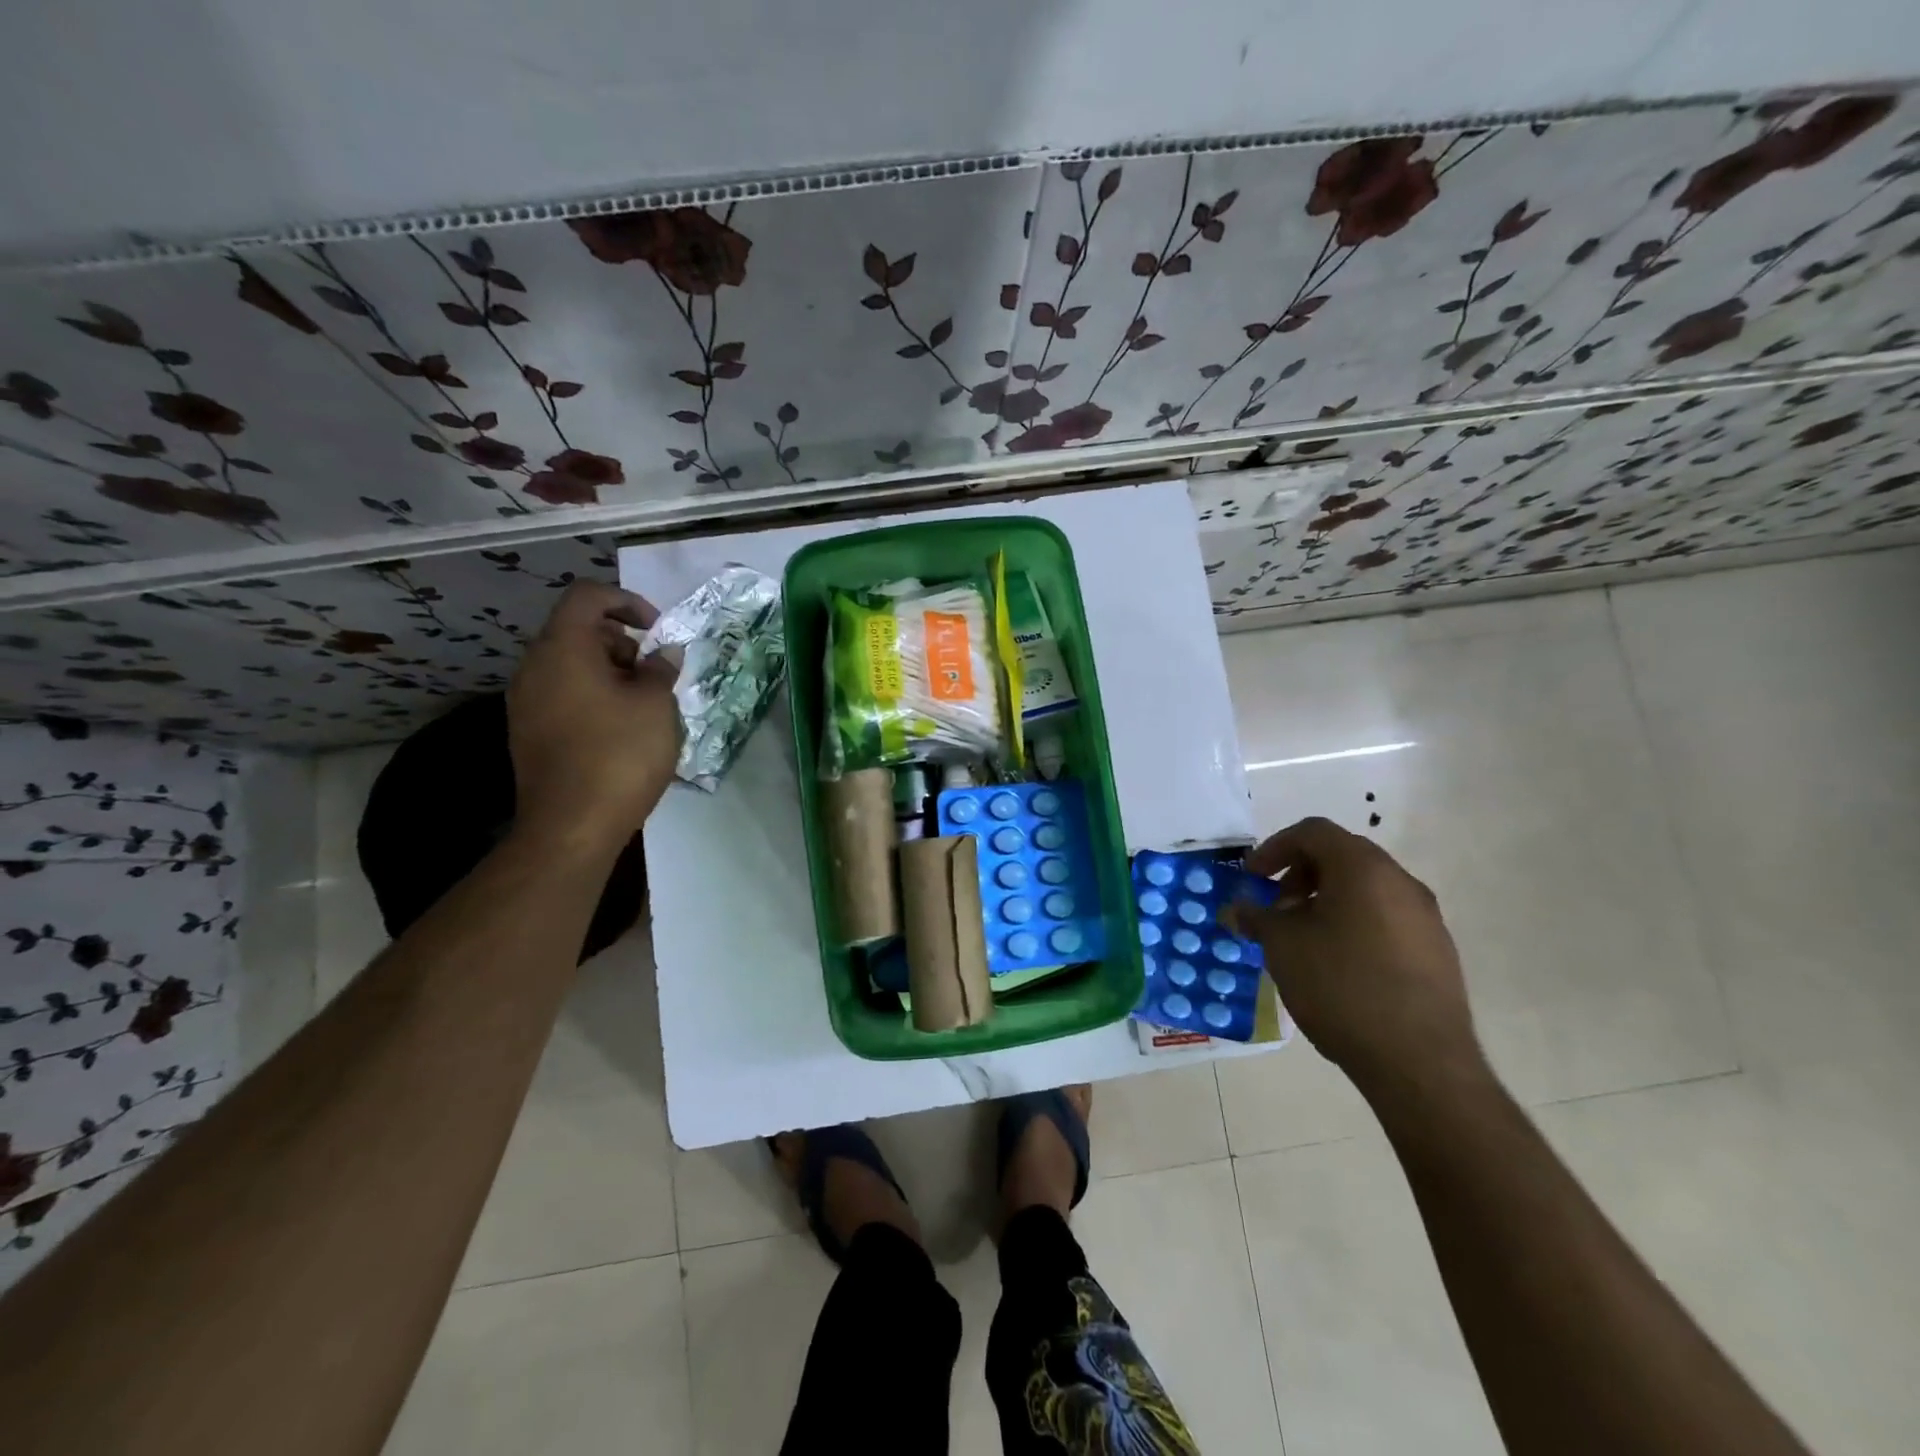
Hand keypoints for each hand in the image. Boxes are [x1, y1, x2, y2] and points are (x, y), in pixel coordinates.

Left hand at [506, 581, 681, 855]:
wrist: (570, 827)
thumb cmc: (619, 755)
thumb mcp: (655, 706)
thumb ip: (660, 670)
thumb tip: (663, 654)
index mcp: (562, 648)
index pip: (588, 596)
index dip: (627, 602)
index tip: (657, 630)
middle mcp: (534, 667)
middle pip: (577, 631)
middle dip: (622, 642)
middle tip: (655, 673)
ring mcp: (525, 702)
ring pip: (570, 665)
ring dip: (610, 671)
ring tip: (644, 704)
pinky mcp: (528, 732)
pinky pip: (562, 694)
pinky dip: (593, 696)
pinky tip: (621, 729)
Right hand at [1226, 817, 1482, 1099]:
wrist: (1419, 1062)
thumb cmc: (1341, 987)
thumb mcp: (1283, 947)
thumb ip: (1257, 917)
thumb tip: (1237, 908)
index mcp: (1363, 868)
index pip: (1313, 832)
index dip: (1274, 848)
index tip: (1252, 877)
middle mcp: (1400, 881)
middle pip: (1342, 856)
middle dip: (1300, 874)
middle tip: (1275, 908)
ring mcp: (1426, 917)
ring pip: (1366, 888)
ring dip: (1327, 899)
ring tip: (1302, 939)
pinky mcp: (1437, 950)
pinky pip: (1386, 917)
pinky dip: (1354, 923)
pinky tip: (1337, 964)